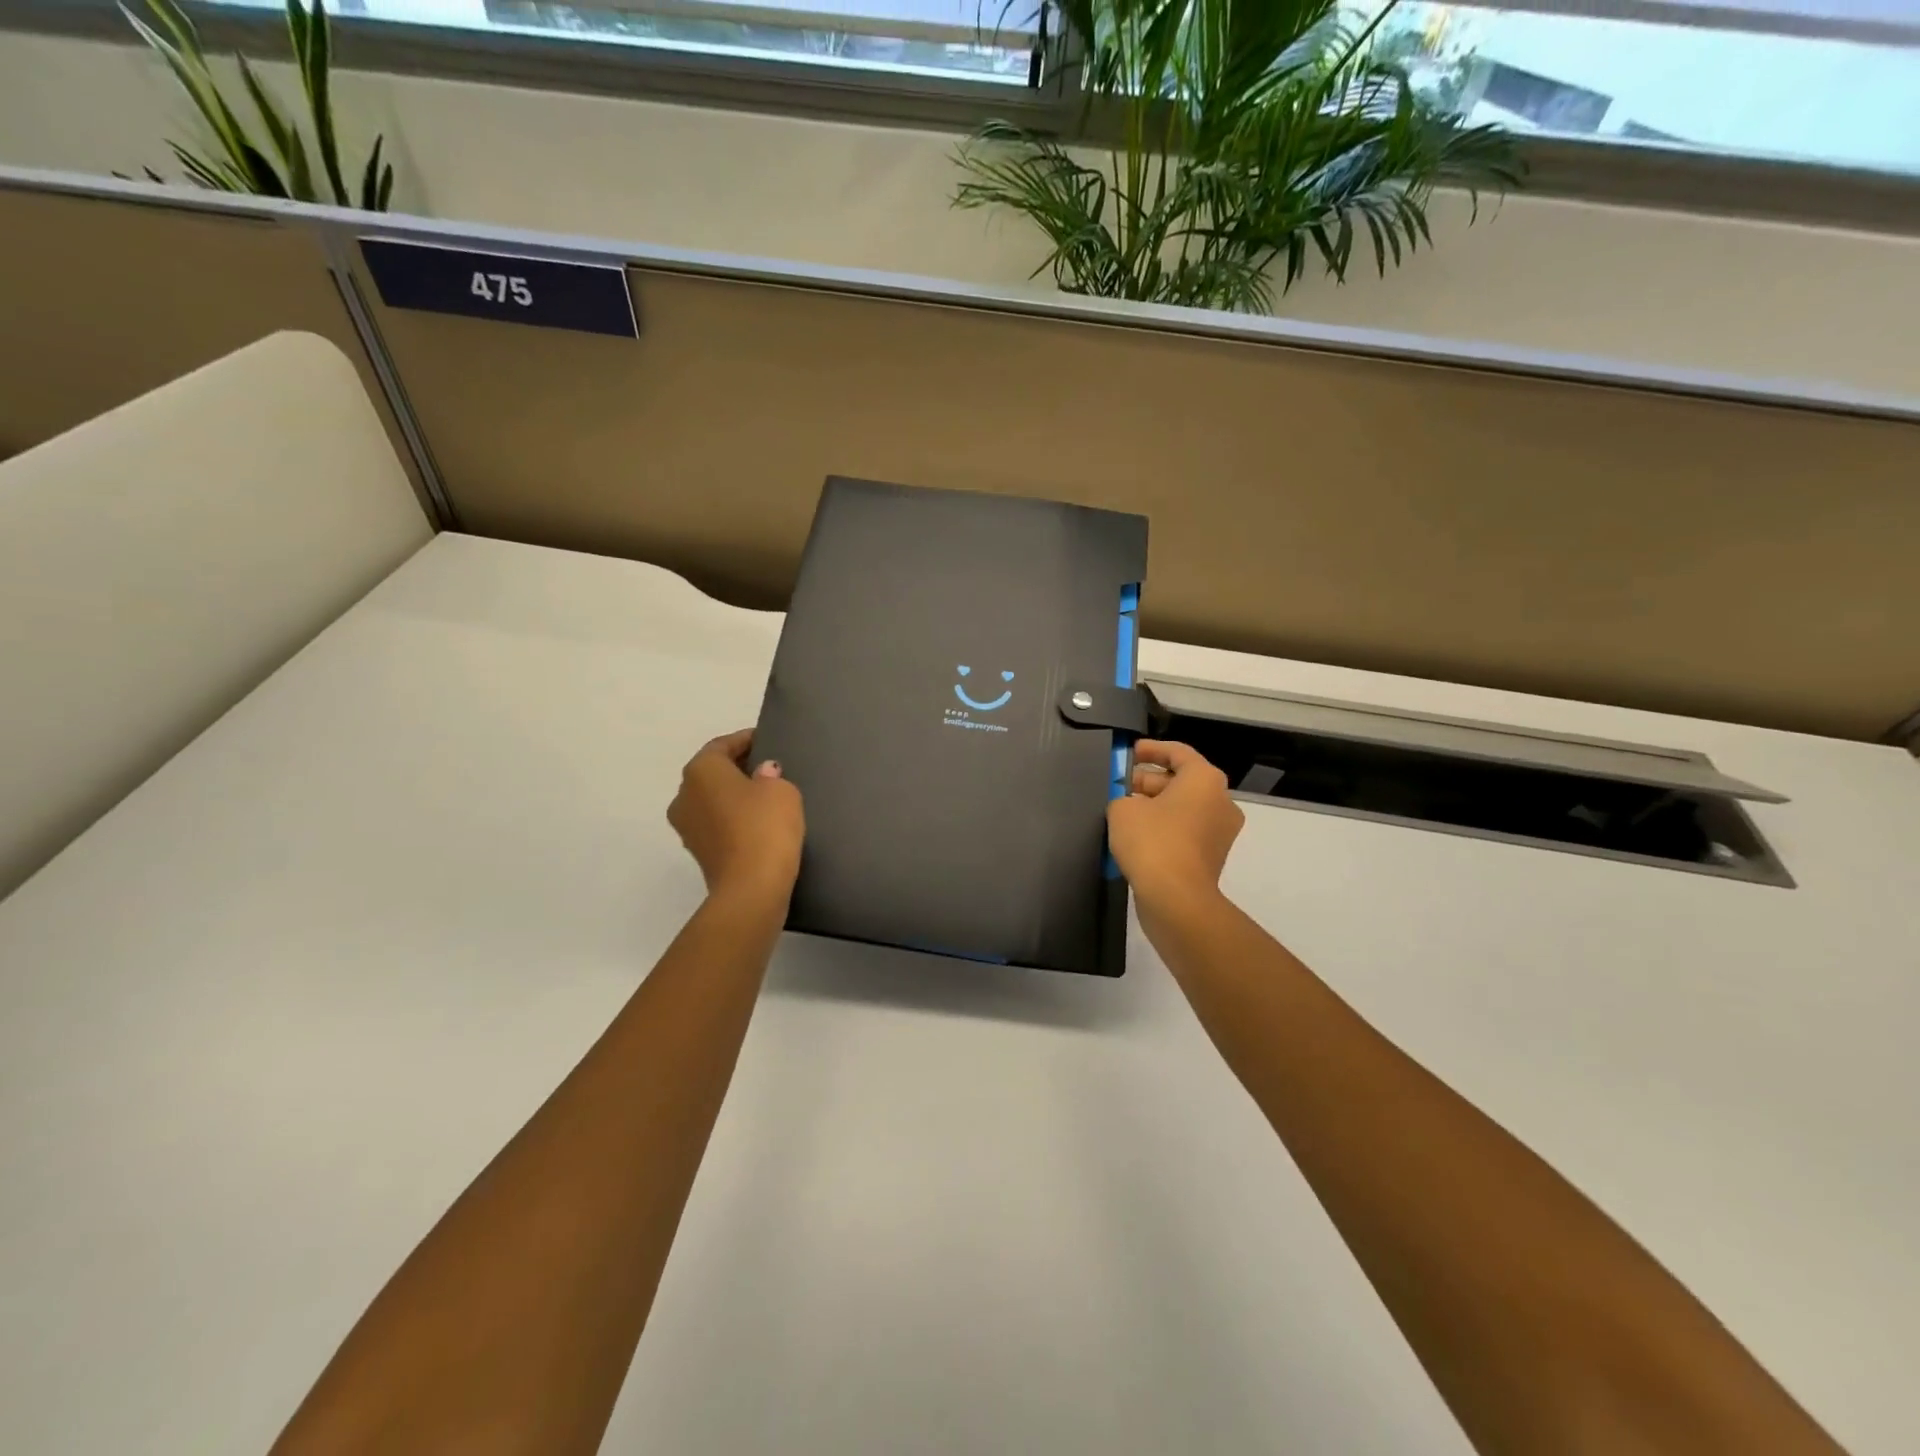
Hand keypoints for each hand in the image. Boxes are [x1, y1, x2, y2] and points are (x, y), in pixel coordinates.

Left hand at [668, 730, 804, 902]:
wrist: (752, 888)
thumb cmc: (765, 826)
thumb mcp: (781, 789)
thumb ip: (770, 774)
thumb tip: (762, 774)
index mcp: (701, 770)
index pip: (722, 745)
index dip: (746, 740)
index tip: (767, 740)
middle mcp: (684, 795)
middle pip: (712, 772)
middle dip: (738, 768)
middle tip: (769, 767)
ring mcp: (686, 827)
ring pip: (712, 800)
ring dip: (734, 795)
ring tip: (766, 796)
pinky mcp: (698, 852)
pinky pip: (716, 824)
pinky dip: (733, 818)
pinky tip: (758, 823)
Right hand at [1107, 740, 1243, 917]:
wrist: (1176, 899)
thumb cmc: (1152, 841)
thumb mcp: (1122, 809)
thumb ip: (1123, 798)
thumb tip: (1131, 807)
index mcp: (1204, 780)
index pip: (1178, 753)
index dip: (1151, 749)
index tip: (1129, 753)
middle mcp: (1220, 801)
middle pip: (1182, 781)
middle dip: (1149, 781)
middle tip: (1119, 786)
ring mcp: (1220, 832)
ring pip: (1183, 808)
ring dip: (1155, 806)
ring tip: (1123, 811)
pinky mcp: (1212, 857)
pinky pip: (1185, 832)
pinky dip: (1164, 828)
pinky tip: (1136, 836)